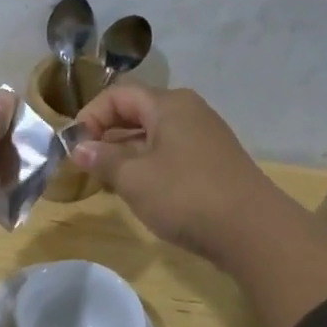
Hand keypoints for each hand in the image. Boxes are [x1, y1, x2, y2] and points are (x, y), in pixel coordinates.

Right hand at [69, 83, 326, 326]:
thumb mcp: (134, 179)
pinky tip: (139, 191)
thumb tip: (79, 148)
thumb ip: (103, 159)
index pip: (117, 95)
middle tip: (85, 164)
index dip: (89, 116)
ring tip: (107, 181)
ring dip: (125, 153)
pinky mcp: (213, 162)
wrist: (253, 231)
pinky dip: (148, 165)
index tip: (73, 146)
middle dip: (106, 135)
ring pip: (153, 135)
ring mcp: (205, 137)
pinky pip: (171, 153)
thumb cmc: (186, 196)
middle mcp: (189, 112)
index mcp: (169, 104)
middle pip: (136, 112)